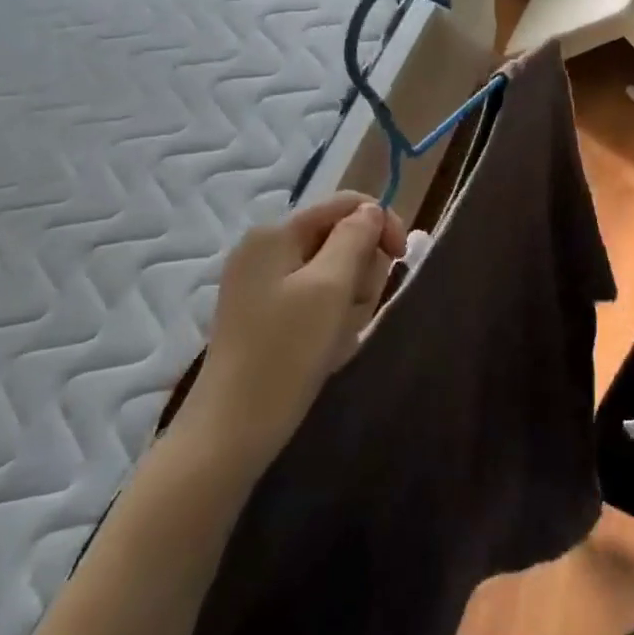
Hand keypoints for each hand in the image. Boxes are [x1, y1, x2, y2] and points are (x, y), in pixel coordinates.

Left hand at [179, 192, 405, 463]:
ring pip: (334, 271)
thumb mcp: (331, 287)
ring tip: (337, 335)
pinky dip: (331, 318)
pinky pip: (316, 299)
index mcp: (276, 233)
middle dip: (361, 270)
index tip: (401, 259)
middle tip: (354, 309)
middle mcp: (265, 249)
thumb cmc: (286, 353)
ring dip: (349, 300)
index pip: (346, 204)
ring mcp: (262, 283)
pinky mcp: (265, 315)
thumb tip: (371, 210)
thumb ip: (356, 238)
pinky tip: (326, 347)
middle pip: (341, 237)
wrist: (232, 431)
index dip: (382, 223)